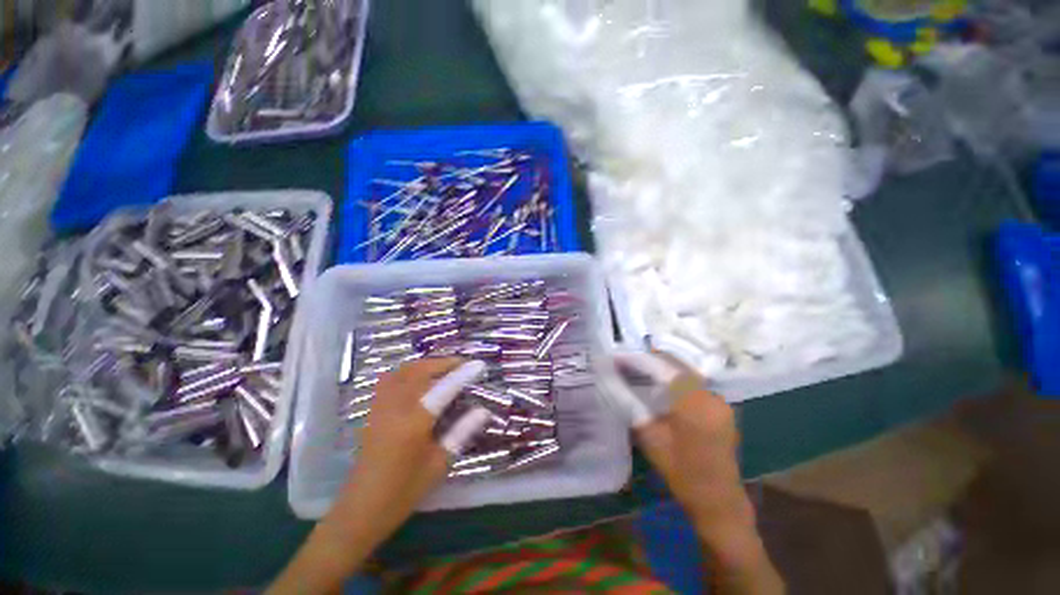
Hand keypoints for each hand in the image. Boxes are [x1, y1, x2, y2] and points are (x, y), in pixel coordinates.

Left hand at [349, 357, 491, 521]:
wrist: (360, 509)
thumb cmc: (403, 490)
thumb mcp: (438, 465)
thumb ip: (461, 432)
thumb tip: (483, 410)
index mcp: (415, 421)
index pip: (444, 387)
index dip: (464, 373)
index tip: (480, 364)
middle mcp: (396, 407)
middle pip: (421, 370)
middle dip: (444, 362)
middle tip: (464, 364)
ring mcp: (381, 406)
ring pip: (404, 370)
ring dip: (427, 364)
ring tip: (445, 368)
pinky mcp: (373, 410)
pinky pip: (391, 379)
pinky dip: (408, 371)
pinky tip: (418, 378)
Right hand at [609, 351, 750, 543]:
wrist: (717, 500)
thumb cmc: (680, 470)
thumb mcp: (649, 436)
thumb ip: (631, 404)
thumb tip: (612, 380)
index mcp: (695, 404)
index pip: (666, 369)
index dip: (642, 360)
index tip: (621, 357)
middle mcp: (712, 396)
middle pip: (679, 366)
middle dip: (653, 359)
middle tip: (629, 360)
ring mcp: (721, 402)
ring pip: (688, 373)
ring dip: (666, 368)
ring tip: (642, 368)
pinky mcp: (723, 408)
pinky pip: (697, 385)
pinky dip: (678, 379)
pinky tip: (664, 385)